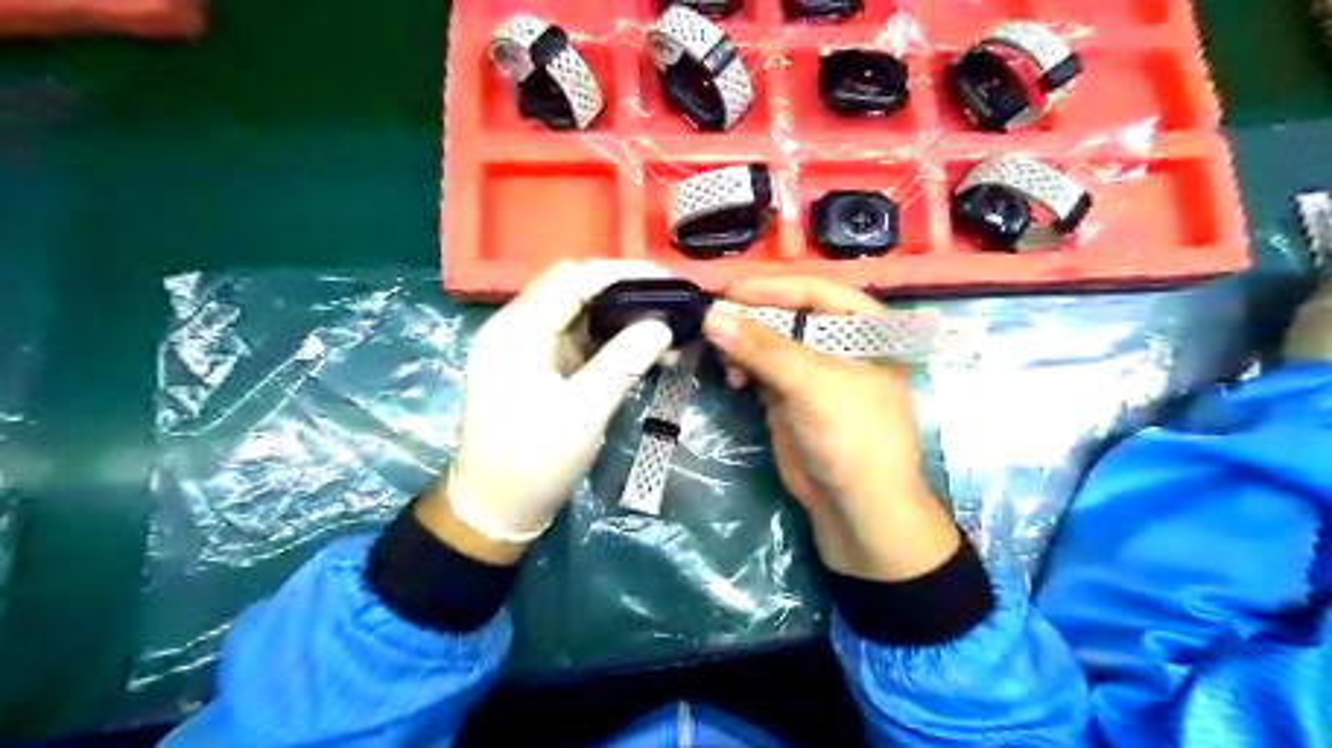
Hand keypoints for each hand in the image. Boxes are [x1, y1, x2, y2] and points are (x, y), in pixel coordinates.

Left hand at [430, 264, 677, 559]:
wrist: (493, 508)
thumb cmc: (531, 464)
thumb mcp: (581, 415)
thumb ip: (622, 365)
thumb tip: (662, 325)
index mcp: (516, 332)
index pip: (574, 278)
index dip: (624, 273)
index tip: (670, 281)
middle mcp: (516, 327)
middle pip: (574, 287)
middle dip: (624, 289)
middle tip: (671, 302)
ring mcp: (525, 346)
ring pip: (577, 310)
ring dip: (620, 313)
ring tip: (665, 325)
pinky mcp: (536, 364)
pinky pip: (576, 336)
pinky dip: (609, 337)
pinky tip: (641, 347)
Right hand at [701, 277, 951, 581]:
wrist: (856, 508)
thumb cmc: (851, 436)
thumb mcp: (811, 385)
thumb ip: (763, 349)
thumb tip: (711, 316)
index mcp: (863, 327)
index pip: (813, 290)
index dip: (769, 288)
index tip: (726, 292)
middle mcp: (838, 342)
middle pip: (787, 313)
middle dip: (750, 318)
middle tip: (712, 323)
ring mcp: (813, 370)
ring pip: (769, 341)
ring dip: (742, 344)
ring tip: (723, 358)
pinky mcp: (791, 396)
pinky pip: (761, 369)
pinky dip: (743, 367)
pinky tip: (732, 377)